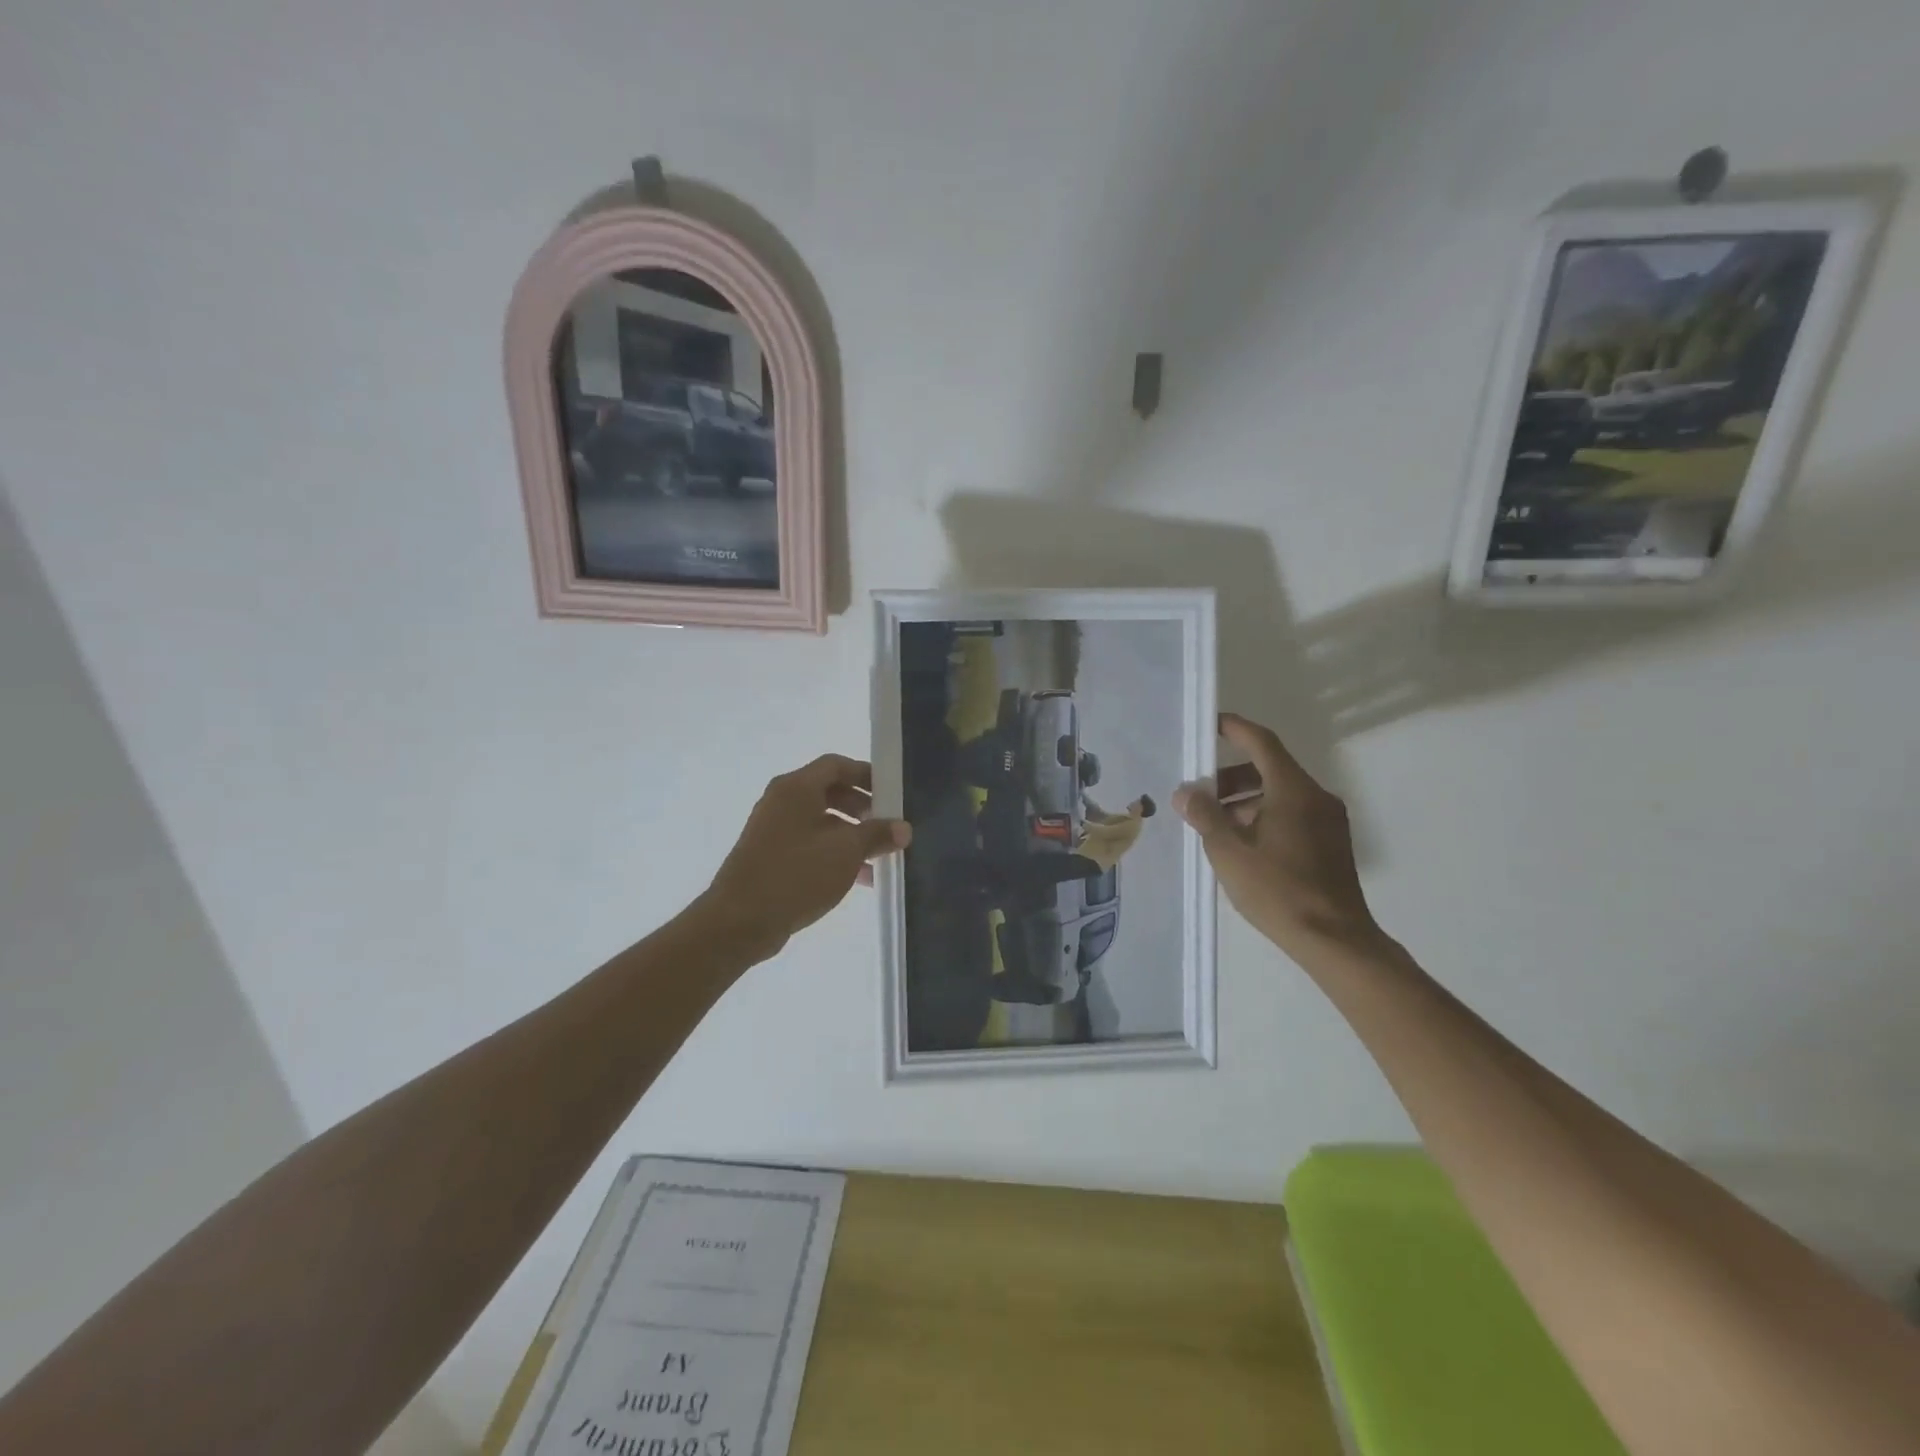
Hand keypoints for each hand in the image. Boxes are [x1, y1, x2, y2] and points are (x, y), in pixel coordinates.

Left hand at [693, 754, 910, 962]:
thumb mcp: (846, 852)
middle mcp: (782, 801)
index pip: (836, 765)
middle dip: (862, 807)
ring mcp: (773, 829)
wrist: (740, 921)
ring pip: (821, 821)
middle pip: (829, 792)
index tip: (892, 793)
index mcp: (796, 788)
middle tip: (887, 825)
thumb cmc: (796, 874)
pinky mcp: (771, 856)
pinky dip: (834, 853)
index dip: (866, 775)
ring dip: (852, 835)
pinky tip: (859, 878)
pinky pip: (810, 844)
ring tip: (879, 856)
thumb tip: (903, 828)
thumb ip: (877, 835)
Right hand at [1173, 714, 1380, 960]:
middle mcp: (1315, 796)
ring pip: (1279, 794)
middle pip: (1268, 769)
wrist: (1335, 940)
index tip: (1209, 725)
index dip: (1234, 729)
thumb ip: (1205, 816)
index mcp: (1293, 790)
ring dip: (1244, 801)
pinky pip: (1292, 814)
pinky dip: (1263, 816)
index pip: (1261, 743)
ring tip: (1213, 825)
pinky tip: (1241, 844)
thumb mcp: (1229, 852)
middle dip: (1229, 777)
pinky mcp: (1331, 843)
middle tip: (1197, 795)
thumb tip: (1186, 793)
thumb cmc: (1278, 890)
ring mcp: (1328, 820)